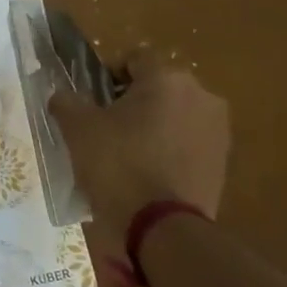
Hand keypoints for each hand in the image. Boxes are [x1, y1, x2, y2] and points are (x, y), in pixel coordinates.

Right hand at [49, 46, 230, 223]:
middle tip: (106, 129)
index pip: (134, 58)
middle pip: (158, 87)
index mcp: (167, 78)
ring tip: (128, 155)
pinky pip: (188, 143)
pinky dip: (169, 150)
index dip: (108, 75)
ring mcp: (218, 130)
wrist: (163, 228)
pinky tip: (148, 174)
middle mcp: (201, 95)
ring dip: (153, 125)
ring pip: (175, 115)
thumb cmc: (118, 166)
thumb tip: (63, 95)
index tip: (93, 101)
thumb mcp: (77, 129)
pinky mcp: (223, 162)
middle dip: (133, 102)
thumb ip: (67, 101)